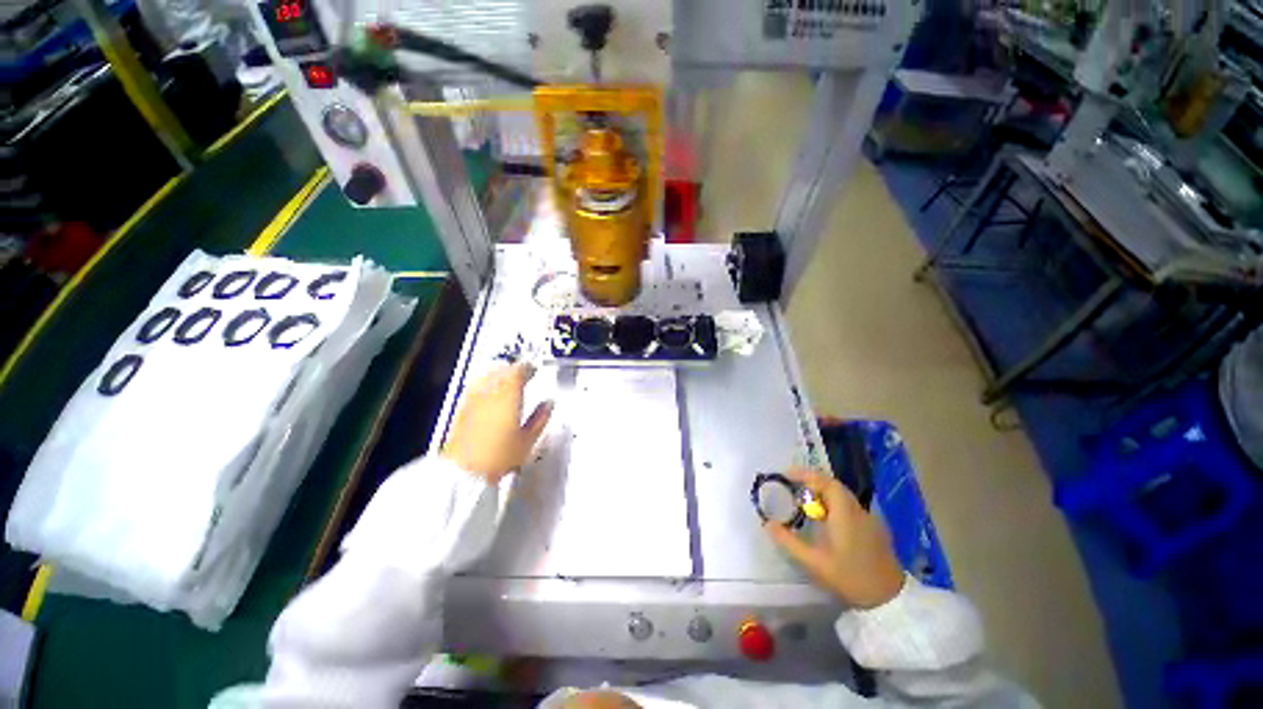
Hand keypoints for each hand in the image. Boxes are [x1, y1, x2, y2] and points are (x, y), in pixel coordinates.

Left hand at [442, 363, 552, 483]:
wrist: (463, 473)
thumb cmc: (499, 457)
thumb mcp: (528, 440)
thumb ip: (540, 418)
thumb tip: (548, 404)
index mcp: (508, 396)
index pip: (518, 371)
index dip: (527, 368)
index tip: (534, 369)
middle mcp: (489, 392)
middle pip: (501, 370)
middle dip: (513, 369)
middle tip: (524, 373)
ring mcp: (473, 399)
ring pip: (487, 376)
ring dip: (499, 374)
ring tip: (508, 380)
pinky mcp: (462, 408)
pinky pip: (476, 386)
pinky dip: (486, 384)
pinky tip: (491, 392)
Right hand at [764, 469, 904, 608]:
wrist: (890, 600)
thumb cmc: (850, 578)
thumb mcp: (814, 562)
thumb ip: (789, 541)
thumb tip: (768, 524)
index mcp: (844, 512)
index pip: (824, 481)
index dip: (804, 474)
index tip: (786, 475)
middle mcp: (858, 509)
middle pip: (833, 485)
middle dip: (811, 482)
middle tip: (791, 488)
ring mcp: (868, 518)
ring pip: (842, 495)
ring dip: (822, 492)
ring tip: (804, 503)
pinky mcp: (873, 528)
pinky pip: (849, 505)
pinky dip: (833, 503)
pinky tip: (825, 519)